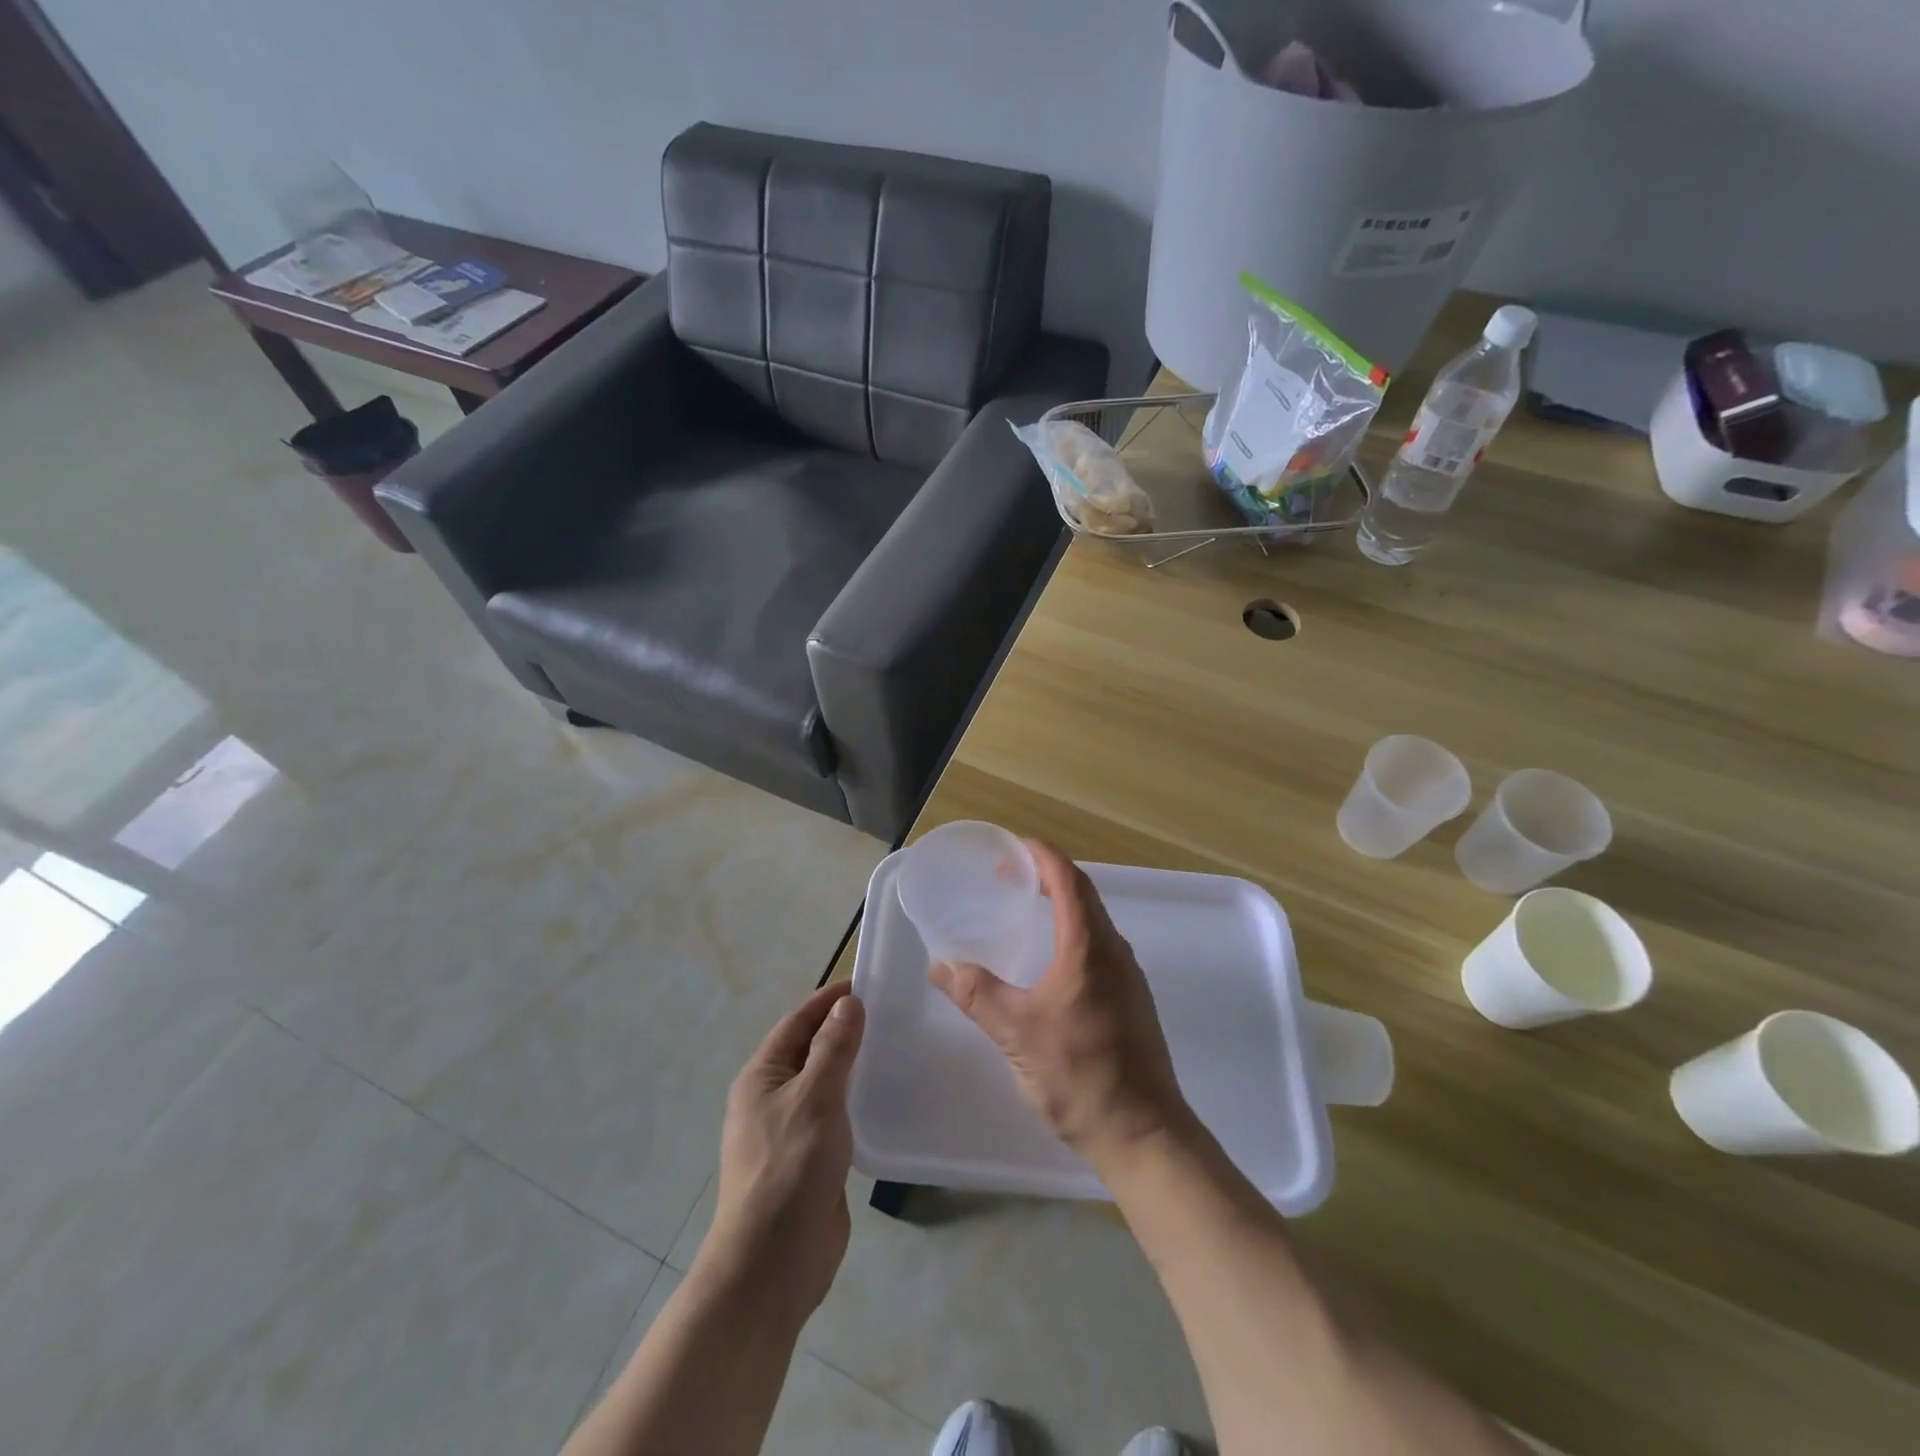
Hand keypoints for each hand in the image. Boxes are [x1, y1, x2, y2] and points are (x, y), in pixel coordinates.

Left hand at [704, 982, 865, 1325]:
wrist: (772, 1265)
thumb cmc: (788, 1170)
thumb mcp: (814, 1098)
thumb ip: (833, 1049)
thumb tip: (848, 1003)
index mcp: (762, 1076)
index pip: (798, 1021)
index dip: (830, 1000)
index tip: (868, 983)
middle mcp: (771, 1097)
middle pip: (811, 1049)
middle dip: (844, 1029)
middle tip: (891, 1013)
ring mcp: (790, 1130)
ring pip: (825, 1082)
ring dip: (852, 1064)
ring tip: (895, 1048)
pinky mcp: (810, 1159)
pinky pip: (835, 1114)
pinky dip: (856, 1098)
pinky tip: (885, 1097)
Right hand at [929, 840, 1190, 1169]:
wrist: (1144, 1134)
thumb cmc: (1081, 1074)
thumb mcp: (1017, 1032)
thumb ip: (977, 994)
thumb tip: (941, 965)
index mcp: (1090, 948)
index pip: (1069, 881)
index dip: (1044, 857)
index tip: (1015, 846)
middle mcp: (1115, 953)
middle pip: (1084, 896)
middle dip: (1049, 876)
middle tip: (1011, 875)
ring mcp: (1128, 978)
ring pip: (1094, 923)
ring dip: (1063, 905)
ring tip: (1028, 908)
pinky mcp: (1131, 1002)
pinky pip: (1100, 948)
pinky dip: (1073, 933)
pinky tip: (1052, 960)